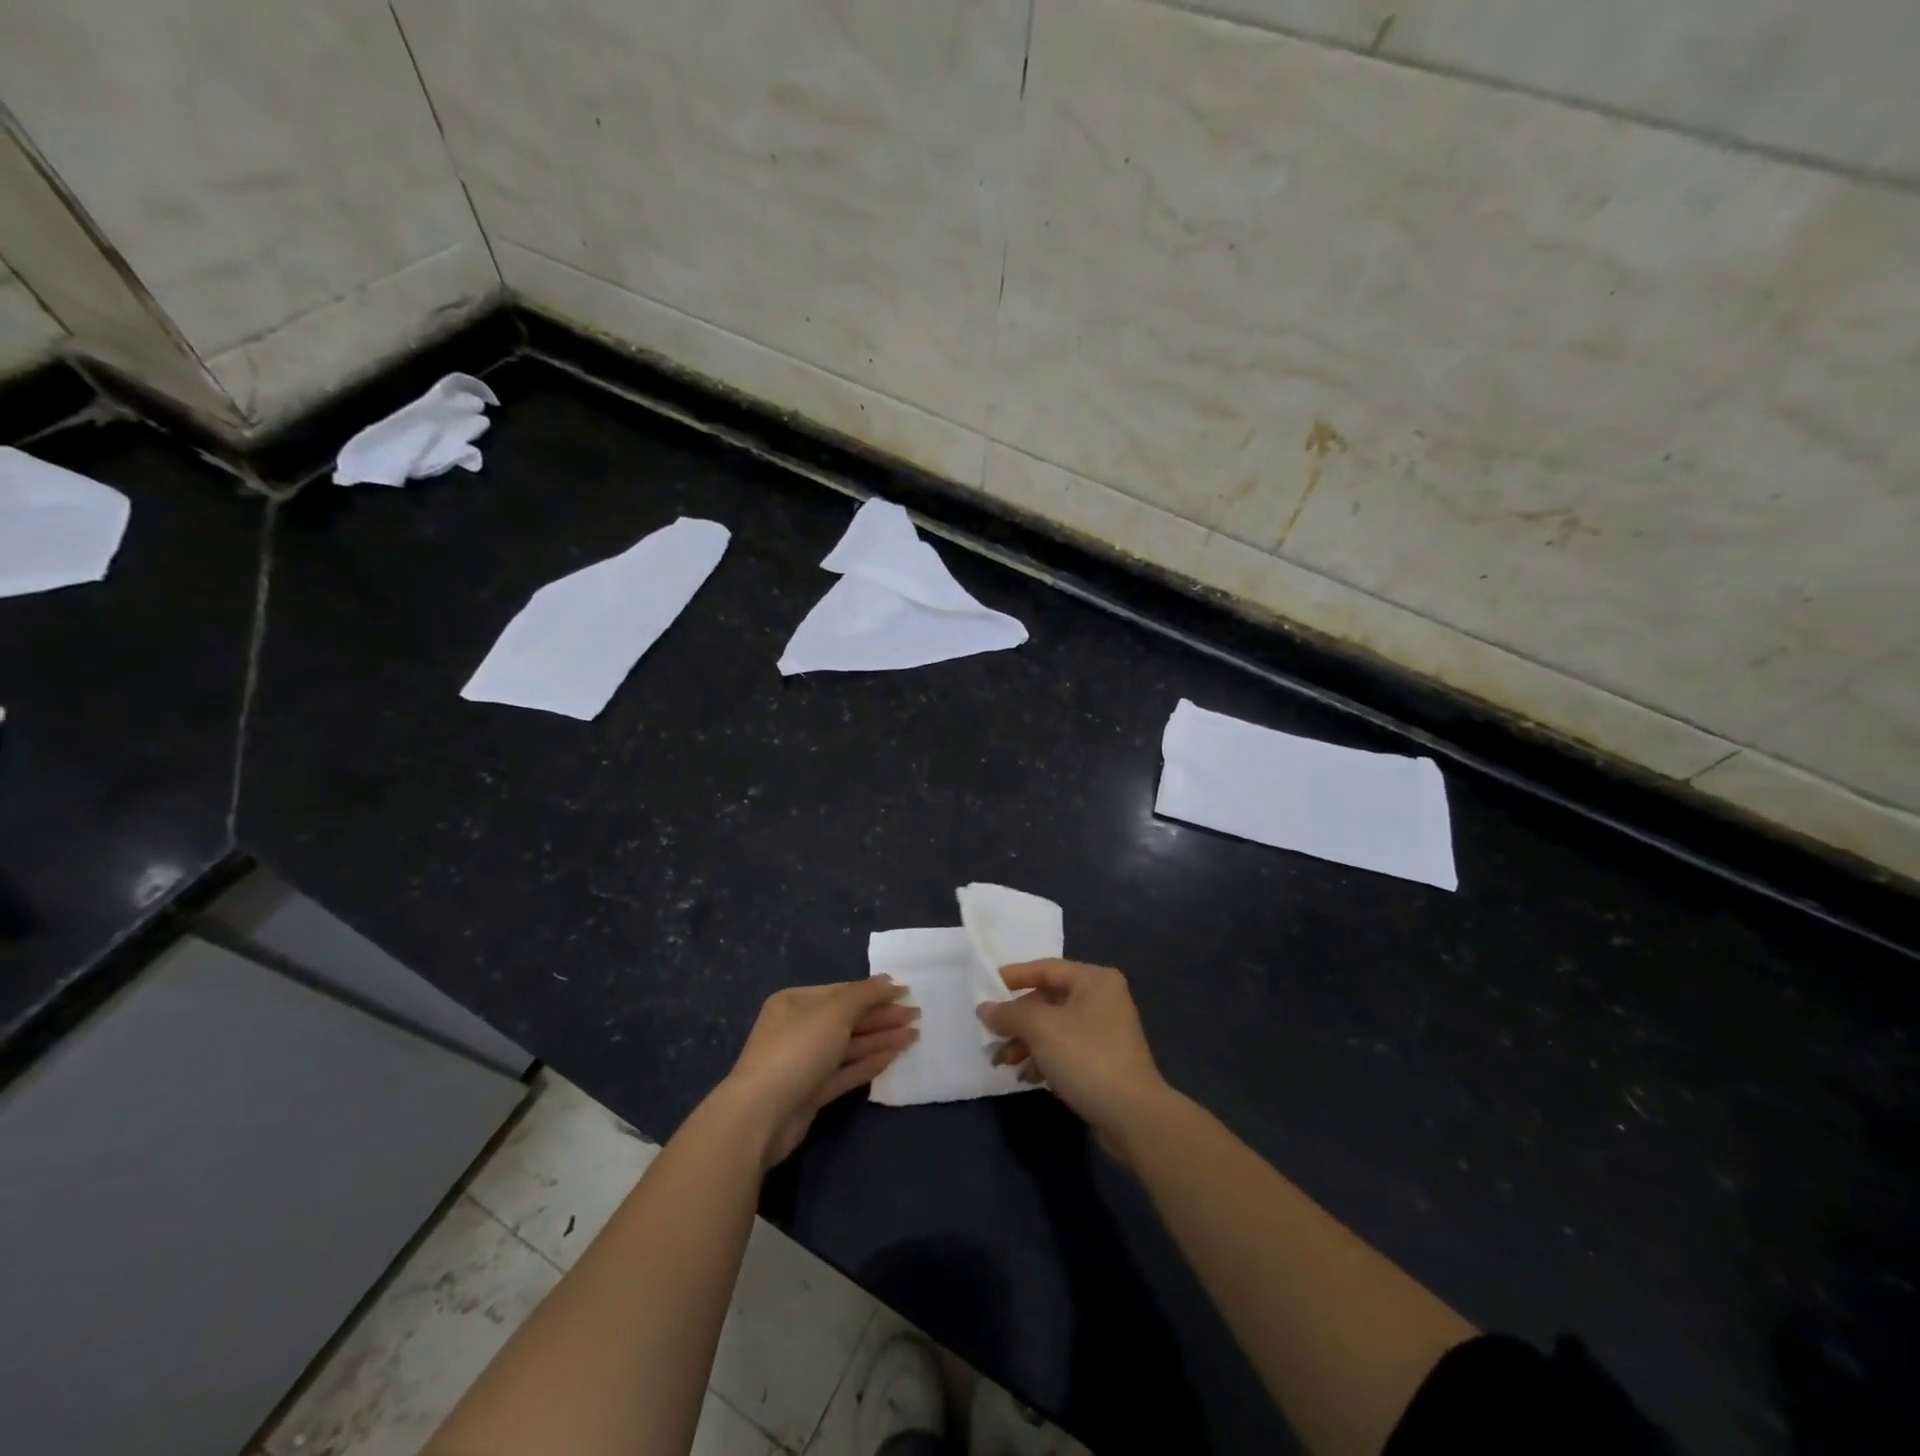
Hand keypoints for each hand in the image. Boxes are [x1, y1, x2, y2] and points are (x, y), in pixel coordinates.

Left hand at [721, 978, 918, 1167]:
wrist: (761, 1114)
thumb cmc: (797, 1048)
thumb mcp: (834, 1010)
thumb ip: (865, 994)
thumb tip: (889, 981)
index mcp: (796, 1002)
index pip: (842, 992)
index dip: (875, 992)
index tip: (906, 992)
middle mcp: (799, 1028)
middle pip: (848, 1019)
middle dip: (882, 1017)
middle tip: (917, 1016)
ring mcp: (804, 1062)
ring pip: (849, 1046)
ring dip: (881, 1039)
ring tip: (914, 1036)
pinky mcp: (811, 1092)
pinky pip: (845, 1071)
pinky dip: (869, 1063)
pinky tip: (893, 1056)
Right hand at [977, 959, 1168, 1159]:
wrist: (1132, 1116)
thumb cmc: (1086, 1057)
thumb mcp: (1041, 1029)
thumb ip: (1009, 1014)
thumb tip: (984, 1009)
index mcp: (1094, 980)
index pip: (1046, 968)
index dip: (1013, 977)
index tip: (985, 988)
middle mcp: (1102, 999)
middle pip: (1048, 1001)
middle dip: (1017, 1021)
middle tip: (991, 1037)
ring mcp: (1105, 1032)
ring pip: (1054, 1028)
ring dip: (1026, 1043)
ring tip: (1002, 1062)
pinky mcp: (1104, 1061)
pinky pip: (1065, 1050)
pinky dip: (1044, 1059)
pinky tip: (1027, 1076)